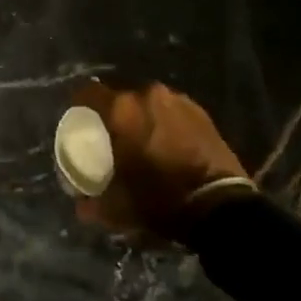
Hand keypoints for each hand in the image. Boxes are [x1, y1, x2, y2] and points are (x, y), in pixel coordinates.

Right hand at [77, 82, 248, 241]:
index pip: (88, 92)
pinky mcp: (200, 112)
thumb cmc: (161, 199)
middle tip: (113, 137)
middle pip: (120, 97)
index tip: (79, 120)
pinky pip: (171, 110)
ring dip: (142, 117)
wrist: (221, 206)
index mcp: (122, 110)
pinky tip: (168, 143)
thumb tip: (81, 205)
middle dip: (114, 114)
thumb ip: (93, 204)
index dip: (79, 104)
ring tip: (143, 141)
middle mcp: (147, 95)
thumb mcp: (119, 208)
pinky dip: (165, 122)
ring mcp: (177, 100)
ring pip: (148, 103)